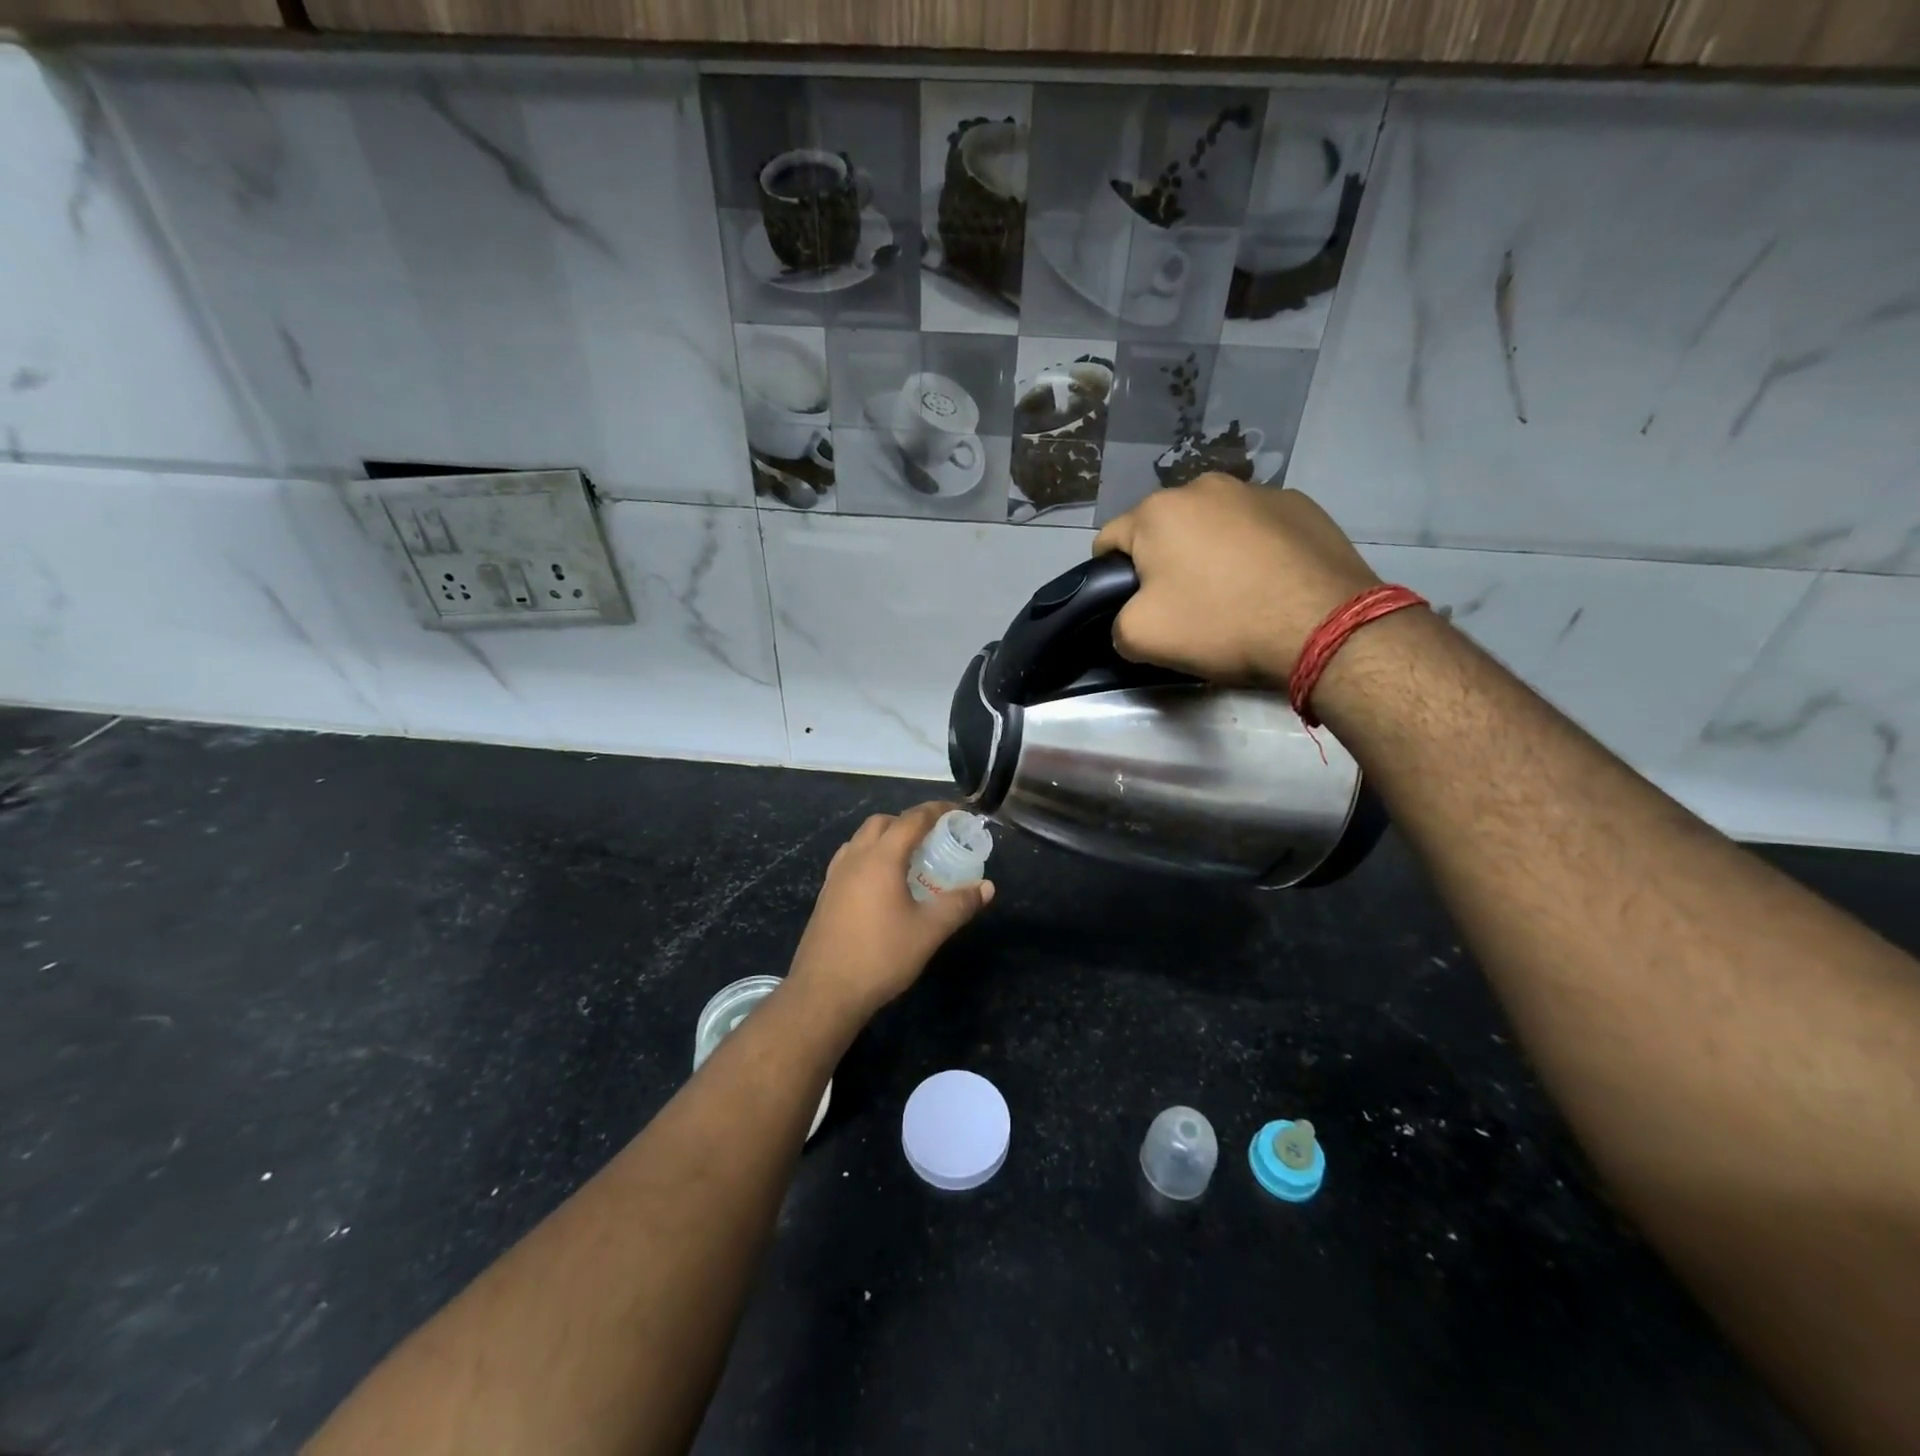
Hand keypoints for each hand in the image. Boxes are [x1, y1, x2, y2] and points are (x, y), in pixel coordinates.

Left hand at [787, 802, 994, 1019]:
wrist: (824, 992)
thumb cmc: (880, 956)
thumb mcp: (929, 931)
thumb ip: (959, 905)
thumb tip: (986, 887)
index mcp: (880, 858)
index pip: (911, 820)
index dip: (936, 811)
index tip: (956, 813)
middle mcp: (855, 858)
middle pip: (882, 823)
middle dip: (909, 822)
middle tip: (934, 838)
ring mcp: (835, 876)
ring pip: (862, 840)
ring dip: (886, 838)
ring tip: (909, 859)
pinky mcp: (826, 895)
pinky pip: (850, 860)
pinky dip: (870, 857)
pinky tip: (882, 884)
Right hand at [1093, 475, 1380, 681]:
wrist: (1324, 626)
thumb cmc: (1221, 624)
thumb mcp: (1142, 638)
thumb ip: (1117, 622)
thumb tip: (1131, 616)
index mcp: (1158, 511)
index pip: (1109, 539)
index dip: (1110, 576)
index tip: (1131, 606)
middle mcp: (1204, 486)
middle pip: (1164, 528)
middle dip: (1164, 561)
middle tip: (1183, 605)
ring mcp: (1258, 491)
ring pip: (1212, 525)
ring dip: (1209, 552)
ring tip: (1232, 594)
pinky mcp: (1302, 505)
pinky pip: (1257, 528)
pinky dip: (1253, 550)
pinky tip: (1269, 583)